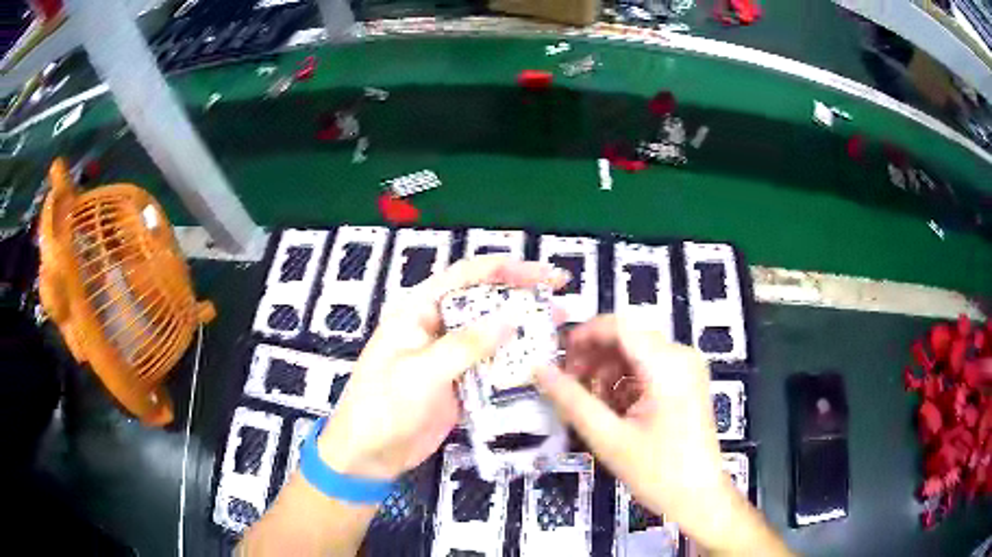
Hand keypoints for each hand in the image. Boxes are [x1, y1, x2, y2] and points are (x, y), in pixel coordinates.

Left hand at [317, 256, 568, 481]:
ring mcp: (449, 355)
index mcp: (418, 310)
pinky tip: (540, 360)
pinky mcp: (459, 381)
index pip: (465, 276)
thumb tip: (510, 318)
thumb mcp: (420, 373)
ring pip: (492, 333)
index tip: (543, 274)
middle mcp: (436, 325)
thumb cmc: (382, 407)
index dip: (506, 269)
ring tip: (561, 327)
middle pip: (484, 301)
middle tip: (562, 299)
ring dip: (523, 330)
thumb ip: (464, 345)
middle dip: (522, 297)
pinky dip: (514, 360)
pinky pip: (491, 364)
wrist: (368, 454)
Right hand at [534, 314, 762, 551]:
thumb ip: (571, 400)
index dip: (584, 335)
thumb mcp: (608, 437)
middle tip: (568, 385)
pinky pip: (648, 368)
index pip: (619, 325)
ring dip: (607, 371)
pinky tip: (613, 410)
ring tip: (590, 403)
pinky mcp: (686, 382)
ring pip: (636, 353)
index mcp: (667, 364)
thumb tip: (540, 370)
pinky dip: (625, 382)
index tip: (558, 357)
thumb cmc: (658, 471)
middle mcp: (681, 356)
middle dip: (593, 357)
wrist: (698, 497)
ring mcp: (687, 368)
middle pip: (627, 338)